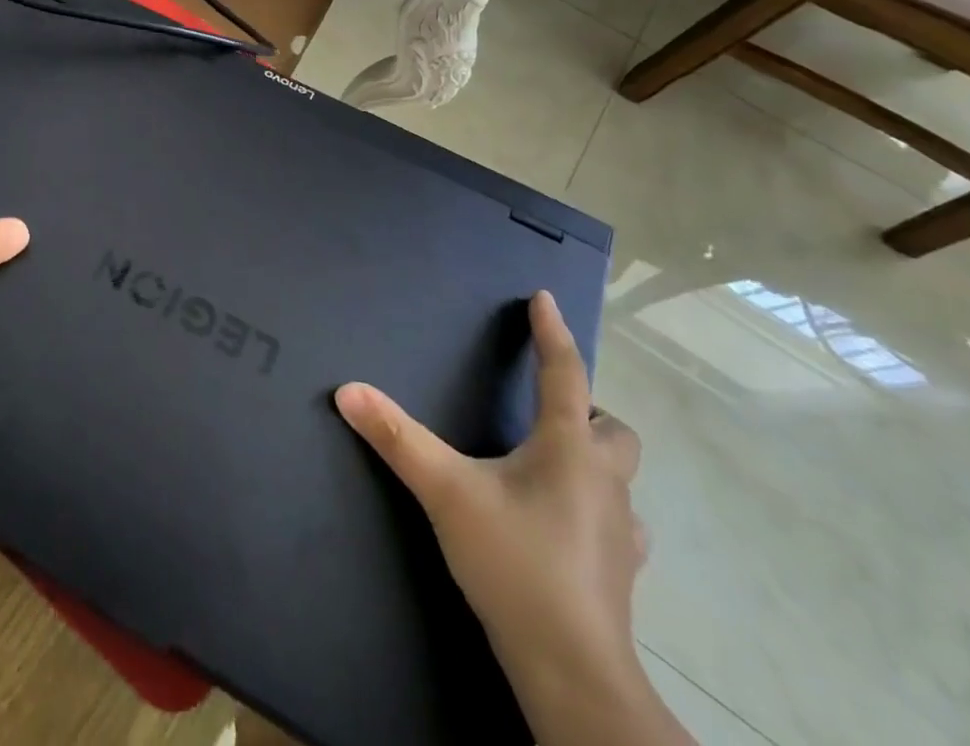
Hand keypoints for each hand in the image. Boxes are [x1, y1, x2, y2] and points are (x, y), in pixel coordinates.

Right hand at [337, 293, 662, 734]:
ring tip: (552, 465)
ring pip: (621, 476)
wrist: (572, 670)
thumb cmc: (514, 561)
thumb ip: (397, 437)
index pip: (564, 374)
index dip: (552, 333)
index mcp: (567, 449)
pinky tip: (567, 523)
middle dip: (586, 410)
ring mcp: (621, 531)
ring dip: (594, 460)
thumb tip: (348, 389)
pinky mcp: (621, 571)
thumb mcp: (445, 491)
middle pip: (613, 429)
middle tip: (547, 410)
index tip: (545, 299)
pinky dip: (597, 509)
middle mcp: (603, 481)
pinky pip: (619, 523)